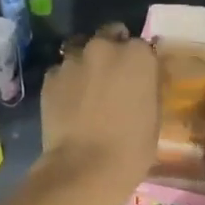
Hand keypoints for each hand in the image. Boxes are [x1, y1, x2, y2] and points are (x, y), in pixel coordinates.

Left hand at [35, 23, 160, 204]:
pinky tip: (68, 103)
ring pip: (80, 50)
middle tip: (112, 78)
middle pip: (109, 35)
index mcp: (137, 54)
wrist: (84, 168)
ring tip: (86, 89)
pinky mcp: (50, 77)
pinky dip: (66, 81)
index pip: (141, 45)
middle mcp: (104, 47)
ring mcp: (73, 60)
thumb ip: (148, 87)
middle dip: (111, 50)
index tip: (138, 78)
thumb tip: (143, 80)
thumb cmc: (131, 148)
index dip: (139, 62)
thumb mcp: (154, 116)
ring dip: (86, 63)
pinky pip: (61, 71)